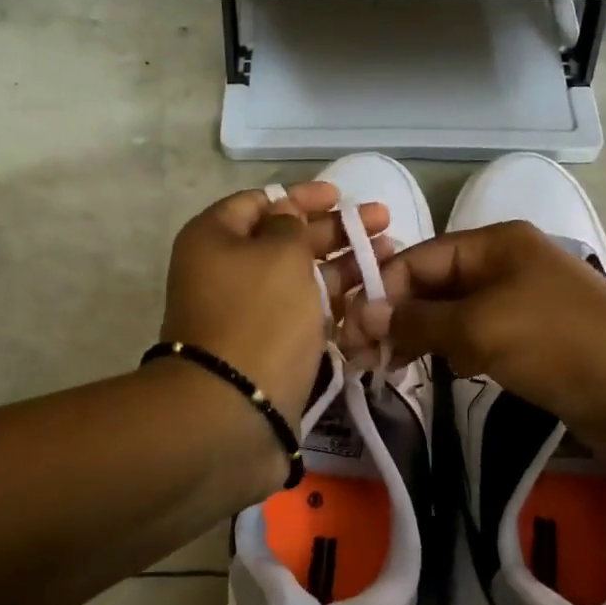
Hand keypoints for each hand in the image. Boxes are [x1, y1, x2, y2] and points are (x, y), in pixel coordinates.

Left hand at [160, 182, 389, 428]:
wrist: (233, 409)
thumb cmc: (258, 316)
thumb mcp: (279, 254)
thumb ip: (291, 225)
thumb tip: (287, 213)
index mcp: (215, 238)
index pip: (260, 202)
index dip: (302, 195)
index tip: (340, 195)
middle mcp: (227, 271)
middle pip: (285, 239)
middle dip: (335, 230)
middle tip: (383, 222)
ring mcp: (248, 312)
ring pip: (301, 277)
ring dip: (345, 265)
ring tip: (391, 256)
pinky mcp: (269, 346)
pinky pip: (305, 313)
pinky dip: (336, 302)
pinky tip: (372, 296)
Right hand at [336, 220, 605, 458]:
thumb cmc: (563, 344)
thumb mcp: (482, 327)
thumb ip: (418, 321)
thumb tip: (361, 315)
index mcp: (495, 244)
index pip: (419, 259)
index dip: (381, 291)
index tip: (348, 331)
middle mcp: (503, 267)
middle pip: (432, 286)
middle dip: (395, 316)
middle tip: (358, 357)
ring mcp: (517, 307)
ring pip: (450, 316)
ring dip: (417, 338)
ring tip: (383, 369)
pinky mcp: (529, 345)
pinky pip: (474, 342)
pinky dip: (448, 355)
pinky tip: (430, 375)